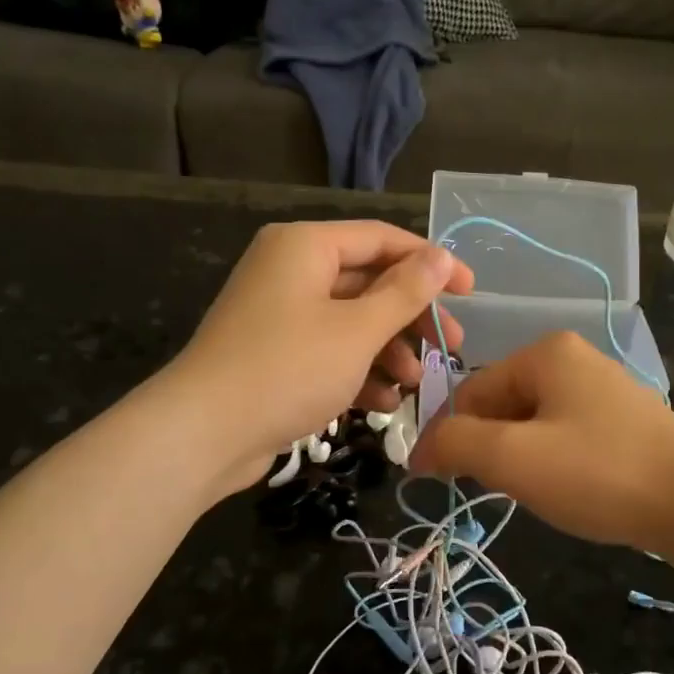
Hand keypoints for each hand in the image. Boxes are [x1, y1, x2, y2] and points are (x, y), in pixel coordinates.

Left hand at [168, 220, 473, 492]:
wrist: (203, 433)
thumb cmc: (288, 369)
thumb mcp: (357, 330)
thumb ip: (404, 292)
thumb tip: (441, 256)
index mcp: (306, 246)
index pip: (382, 239)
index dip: (431, 263)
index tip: (471, 292)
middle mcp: (291, 271)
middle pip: (369, 283)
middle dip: (411, 317)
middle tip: (451, 347)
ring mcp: (280, 314)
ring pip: (351, 322)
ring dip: (389, 351)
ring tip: (416, 384)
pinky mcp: (275, 354)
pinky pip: (329, 351)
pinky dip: (358, 372)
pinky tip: (384, 404)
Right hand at [409, 331, 673, 556]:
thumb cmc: (598, 472)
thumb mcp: (512, 458)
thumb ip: (455, 444)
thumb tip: (420, 450)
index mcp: (546, 353)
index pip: (471, 390)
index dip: (450, 436)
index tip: (439, 480)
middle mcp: (576, 359)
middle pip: (503, 405)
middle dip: (492, 448)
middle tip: (501, 489)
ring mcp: (606, 390)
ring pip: (534, 424)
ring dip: (521, 459)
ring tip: (538, 492)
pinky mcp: (626, 422)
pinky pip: (567, 436)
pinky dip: (554, 463)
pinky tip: (570, 490)